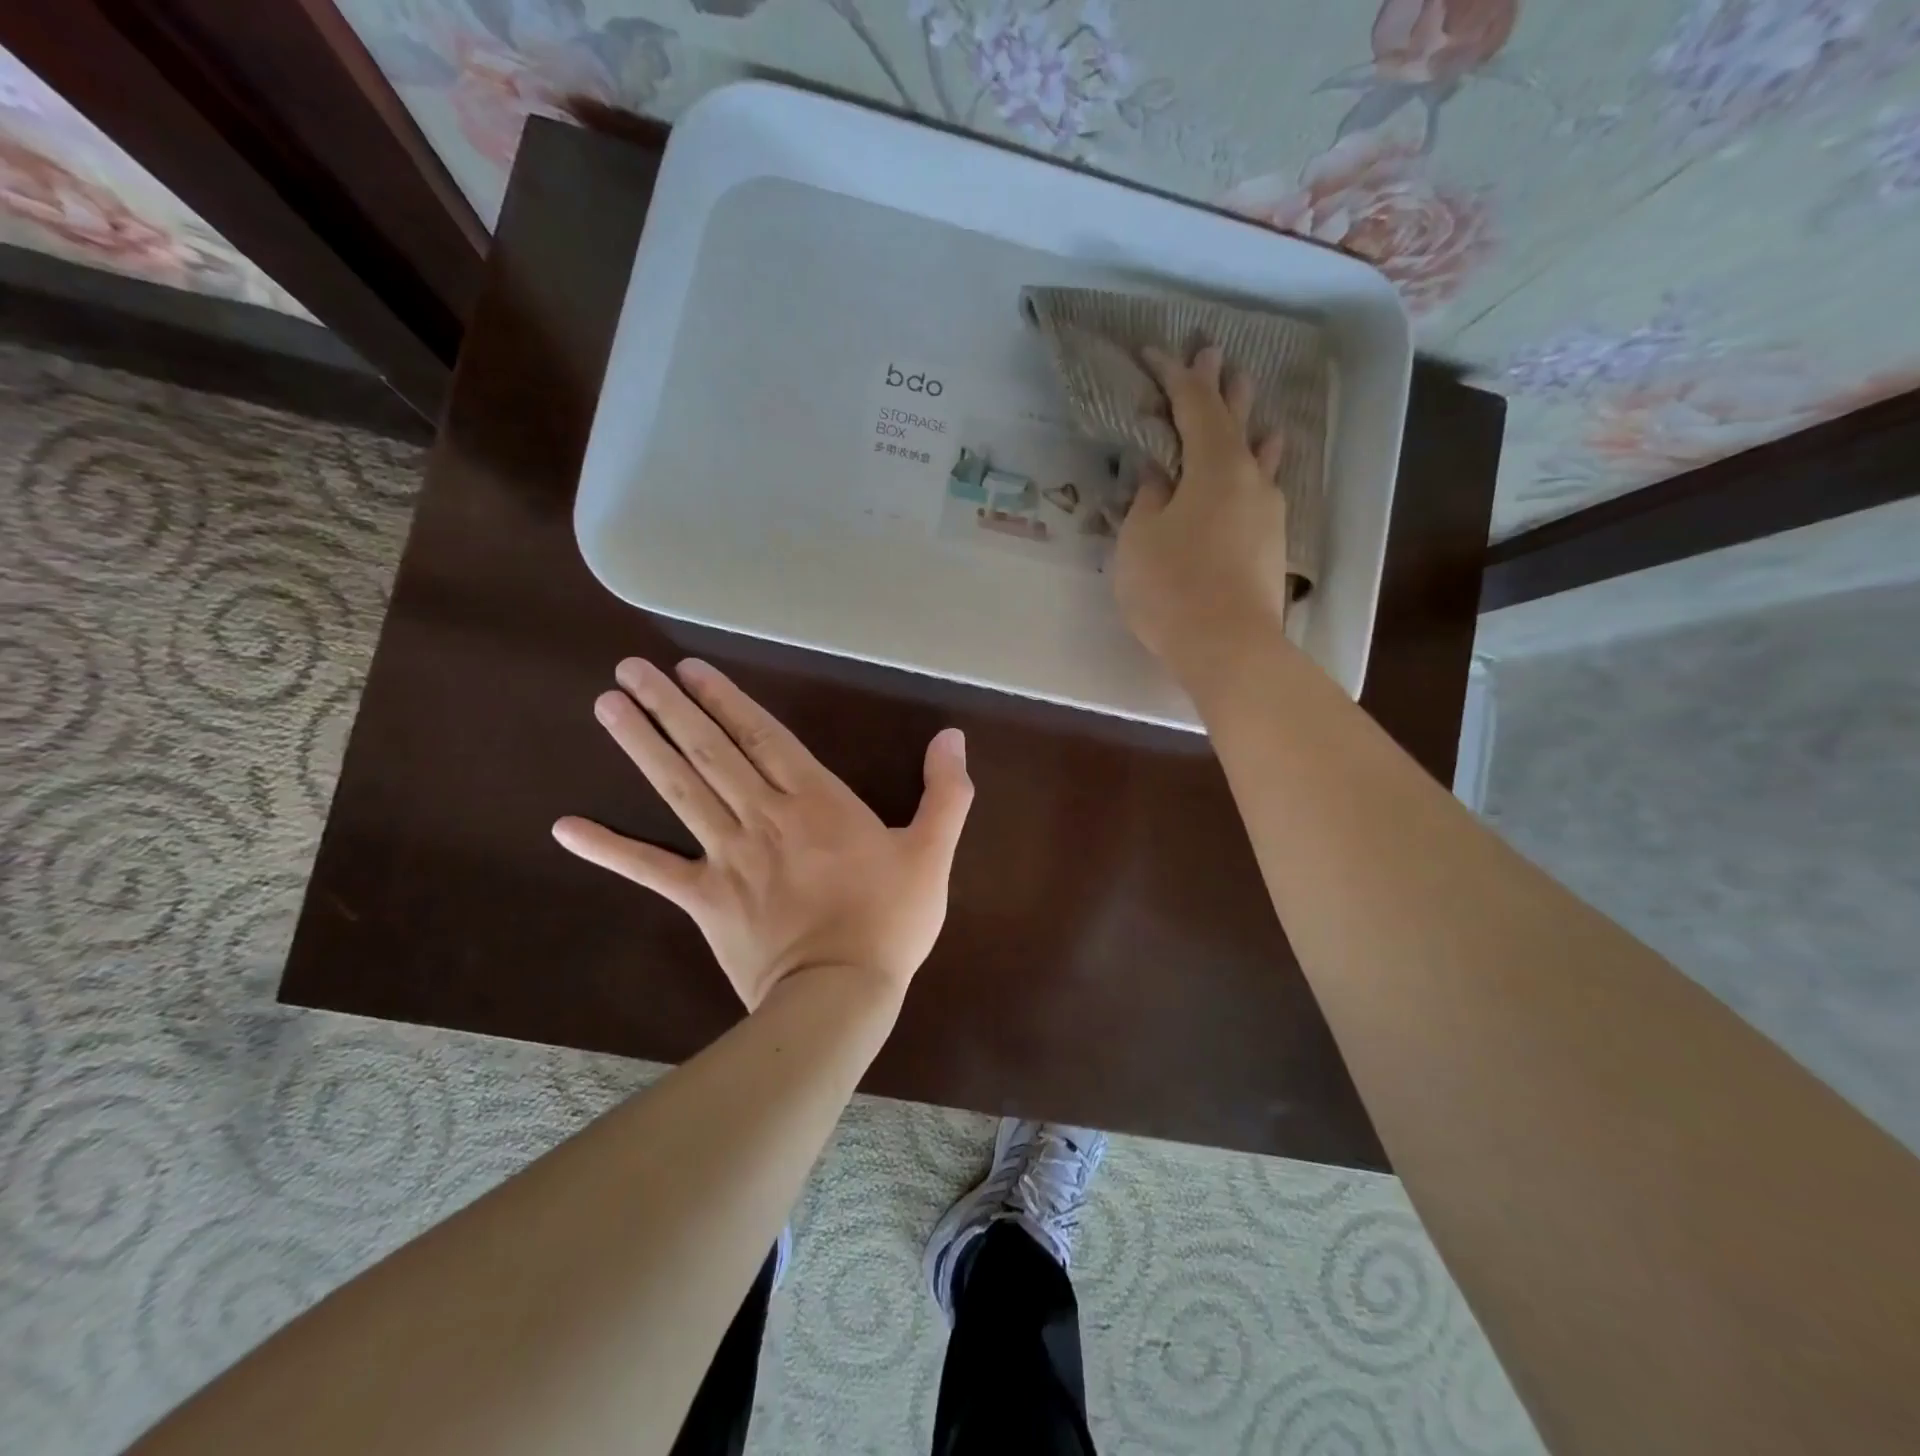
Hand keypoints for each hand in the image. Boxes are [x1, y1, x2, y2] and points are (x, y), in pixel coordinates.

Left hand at [552, 658, 972, 1011]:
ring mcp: (727, 856)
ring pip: (679, 790)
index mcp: (816, 800)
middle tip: (629, 669)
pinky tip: (566, 827)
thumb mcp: (933, 852)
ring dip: (642, 746)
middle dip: (670, 706)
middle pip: (711, 750)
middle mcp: (763, 816)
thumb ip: (945, 792)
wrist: (841, 995)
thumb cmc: (890, 921)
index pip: (762, 736)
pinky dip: (609, 847)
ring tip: (607, 707)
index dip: (726, 699)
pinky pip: (650, 868)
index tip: (689, 668)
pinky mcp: (704, 898)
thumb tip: (953, 736)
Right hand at [1114, 343, 1290, 685]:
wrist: (1228, 647)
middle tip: (1216, 354)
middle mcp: (1250, 477)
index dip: (1173, 376)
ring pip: (1258, 452)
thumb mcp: (1141, 539)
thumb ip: (1148, 498)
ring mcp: (1267, 510)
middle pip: (1235, 419)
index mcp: (1214, 465)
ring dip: (1248, 422)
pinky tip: (1262, 463)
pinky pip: (1263, 486)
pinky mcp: (1270, 542)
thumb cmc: (1172, 587)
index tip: (1153, 353)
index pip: (1194, 405)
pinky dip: (1256, 464)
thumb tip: (1157, 473)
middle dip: (1220, 386)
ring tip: (1249, 400)